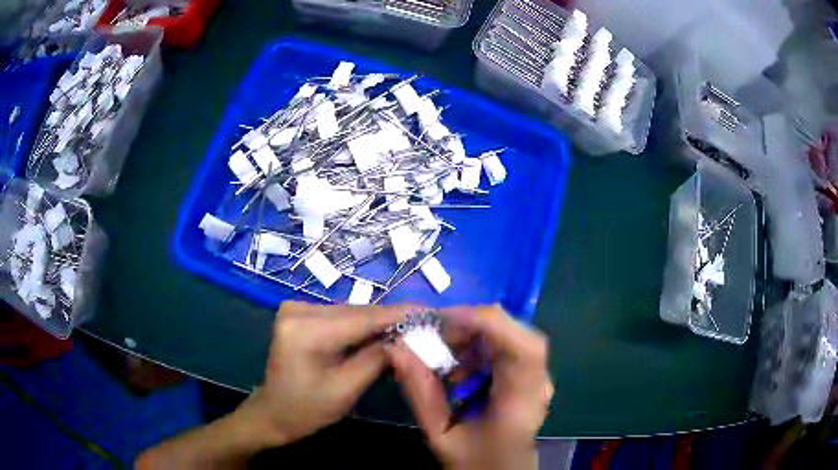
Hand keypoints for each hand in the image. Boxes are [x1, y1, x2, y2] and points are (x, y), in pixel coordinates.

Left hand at [239, 301, 411, 446]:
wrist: (273, 412)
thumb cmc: (307, 409)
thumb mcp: (346, 390)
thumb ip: (377, 360)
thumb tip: (405, 338)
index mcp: (306, 330)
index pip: (363, 317)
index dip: (400, 314)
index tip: (431, 313)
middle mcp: (299, 309)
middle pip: (357, 312)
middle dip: (391, 320)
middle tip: (425, 326)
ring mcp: (297, 309)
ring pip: (351, 313)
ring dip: (378, 324)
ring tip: (409, 331)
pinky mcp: (300, 314)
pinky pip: (340, 317)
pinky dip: (361, 327)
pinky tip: (380, 335)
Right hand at [388, 305, 552, 469]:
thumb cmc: (475, 461)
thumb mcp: (440, 434)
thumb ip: (421, 392)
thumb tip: (396, 348)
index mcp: (521, 403)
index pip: (523, 348)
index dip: (487, 323)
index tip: (443, 320)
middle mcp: (538, 385)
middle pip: (519, 334)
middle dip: (476, 325)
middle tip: (438, 334)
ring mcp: (538, 378)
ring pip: (513, 335)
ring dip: (477, 335)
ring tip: (445, 352)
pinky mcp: (530, 376)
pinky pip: (508, 346)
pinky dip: (481, 346)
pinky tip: (460, 366)